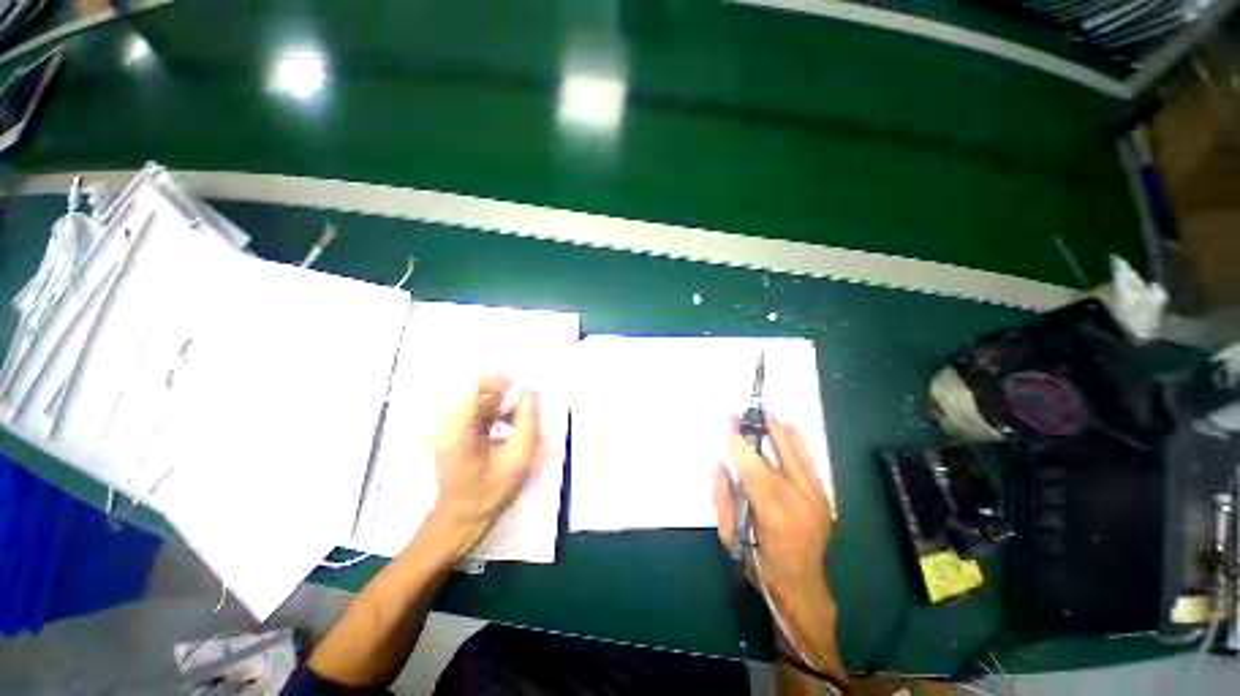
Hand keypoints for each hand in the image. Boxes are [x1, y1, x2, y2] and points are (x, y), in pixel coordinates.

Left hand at [431, 375, 539, 556]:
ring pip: (478, 398)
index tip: (520, 399)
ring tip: (515, 425)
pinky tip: (504, 429)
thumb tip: (531, 391)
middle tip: (521, 415)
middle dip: (504, 397)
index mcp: (458, 427)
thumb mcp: (519, 456)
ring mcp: (444, 427)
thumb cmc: (491, 490)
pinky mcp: (449, 431)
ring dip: (500, 405)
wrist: (461, 518)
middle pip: (477, 389)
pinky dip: (493, 413)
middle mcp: (446, 421)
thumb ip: (528, 420)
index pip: (475, 383)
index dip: (502, 384)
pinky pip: (474, 409)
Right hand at [714, 415, 834, 607]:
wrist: (803, 589)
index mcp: (774, 518)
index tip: (730, 423)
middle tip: (745, 413)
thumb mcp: (730, 538)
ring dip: (781, 434)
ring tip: (768, 414)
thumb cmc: (759, 565)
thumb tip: (721, 465)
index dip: (740, 445)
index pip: (754, 472)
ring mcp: (817, 503)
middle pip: (776, 462)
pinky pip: (810, 467)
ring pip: (797, 460)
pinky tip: (791, 429)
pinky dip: (799, 446)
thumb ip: (724, 499)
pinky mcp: (825, 501)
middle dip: (758, 434)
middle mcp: (801, 506)